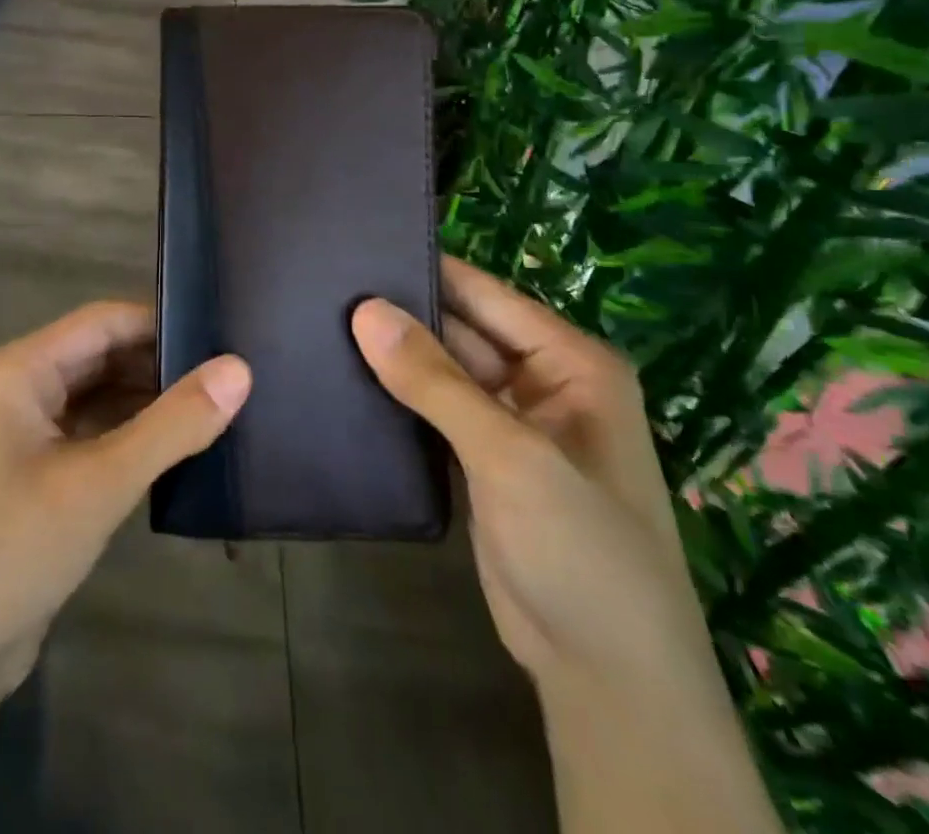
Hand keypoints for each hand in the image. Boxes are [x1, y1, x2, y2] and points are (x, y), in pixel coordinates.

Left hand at [0, 303, 250, 833]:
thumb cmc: (8, 551)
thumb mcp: (99, 483)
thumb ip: (172, 424)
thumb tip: (240, 369)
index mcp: (20, 370)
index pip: (104, 322)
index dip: (162, 324)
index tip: (222, 336)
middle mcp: (19, 390)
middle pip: (101, 356)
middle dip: (160, 365)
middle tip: (231, 375)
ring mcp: (24, 435)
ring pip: (98, 398)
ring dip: (149, 402)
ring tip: (219, 407)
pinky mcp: (35, 476)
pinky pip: (92, 436)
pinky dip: (131, 437)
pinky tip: (178, 449)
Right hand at [351, 256, 705, 687]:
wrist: (607, 682)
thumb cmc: (580, 550)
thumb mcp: (510, 455)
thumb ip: (435, 380)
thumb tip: (365, 310)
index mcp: (571, 362)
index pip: (486, 294)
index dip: (426, 270)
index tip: (355, 247)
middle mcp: (543, 382)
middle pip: (462, 330)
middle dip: (403, 313)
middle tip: (324, 286)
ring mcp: (510, 425)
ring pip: (443, 372)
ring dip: (395, 356)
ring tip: (321, 321)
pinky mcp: (482, 462)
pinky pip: (434, 411)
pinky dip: (398, 397)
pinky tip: (344, 378)